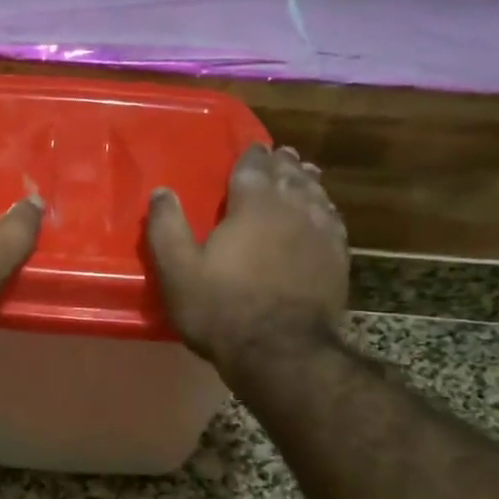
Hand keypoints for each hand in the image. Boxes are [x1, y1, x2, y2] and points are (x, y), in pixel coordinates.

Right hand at [146, 143, 348, 367]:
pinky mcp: (337, 260)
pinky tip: (325, 213)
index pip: (254, 168)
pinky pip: (334, 221)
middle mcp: (293, 209)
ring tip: (305, 174)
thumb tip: (161, 192)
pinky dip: (326, 209)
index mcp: (253, 205)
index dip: (252, 156)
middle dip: (283, 164)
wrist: (280, 351)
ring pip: (316, 195)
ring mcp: (321, 233)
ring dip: (307, 182)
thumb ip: (166, 228)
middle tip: (281, 155)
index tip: (253, 147)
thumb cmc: (221, 308)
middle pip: (290, 176)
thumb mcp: (178, 270)